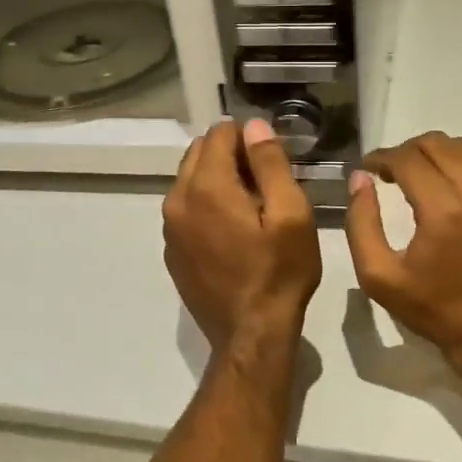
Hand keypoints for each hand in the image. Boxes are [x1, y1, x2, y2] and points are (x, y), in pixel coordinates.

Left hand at [164, 118, 321, 358]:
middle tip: (266, 182)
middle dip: (231, 155)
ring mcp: (170, 228)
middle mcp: (177, 200)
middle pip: (200, 153)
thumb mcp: (291, 214)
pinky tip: (233, 231)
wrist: (251, 335)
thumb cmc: (279, 272)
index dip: (249, 137)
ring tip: (252, 207)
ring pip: (190, 180)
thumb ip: (270, 163)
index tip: (273, 160)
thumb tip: (254, 125)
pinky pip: (186, 209)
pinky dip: (207, 206)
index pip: (220, 133)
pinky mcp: (172, 251)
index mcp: (206, 186)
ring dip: (218, 180)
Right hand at [345, 132, 461, 380]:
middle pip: (436, 144)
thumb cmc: (434, 310)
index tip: (368, 168)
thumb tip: (359, 179)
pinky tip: (450, 181)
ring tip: (418, 173)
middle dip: (406, 151)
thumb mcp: (379, 277)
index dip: (382, 158)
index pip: (407, 159)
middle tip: (389, 171)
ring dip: (436, 152)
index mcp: (443, 212)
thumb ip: (361, 223)